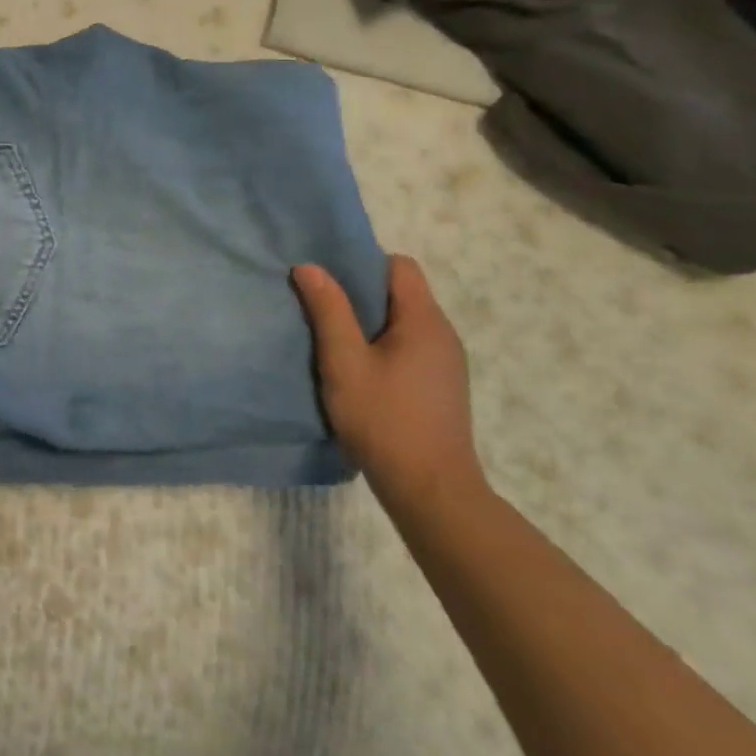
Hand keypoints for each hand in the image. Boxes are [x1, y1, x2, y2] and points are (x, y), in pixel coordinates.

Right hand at [291, 255, 482, 510]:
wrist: (431, 491)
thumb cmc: (384, 420)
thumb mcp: (344, 362)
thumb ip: (328, 311)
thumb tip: (310, 266)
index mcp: (424, 321)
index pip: (399, 266)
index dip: (362, 264)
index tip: (328, 279)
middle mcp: (443, 335)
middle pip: (401, 293)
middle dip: (359, 294)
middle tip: (319, 306)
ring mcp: (446, 363)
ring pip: (403, 323)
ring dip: (368, 324)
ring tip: (332, 340)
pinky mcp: (440, 387)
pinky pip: (408, 348)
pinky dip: (381, 347)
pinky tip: (357, 371)